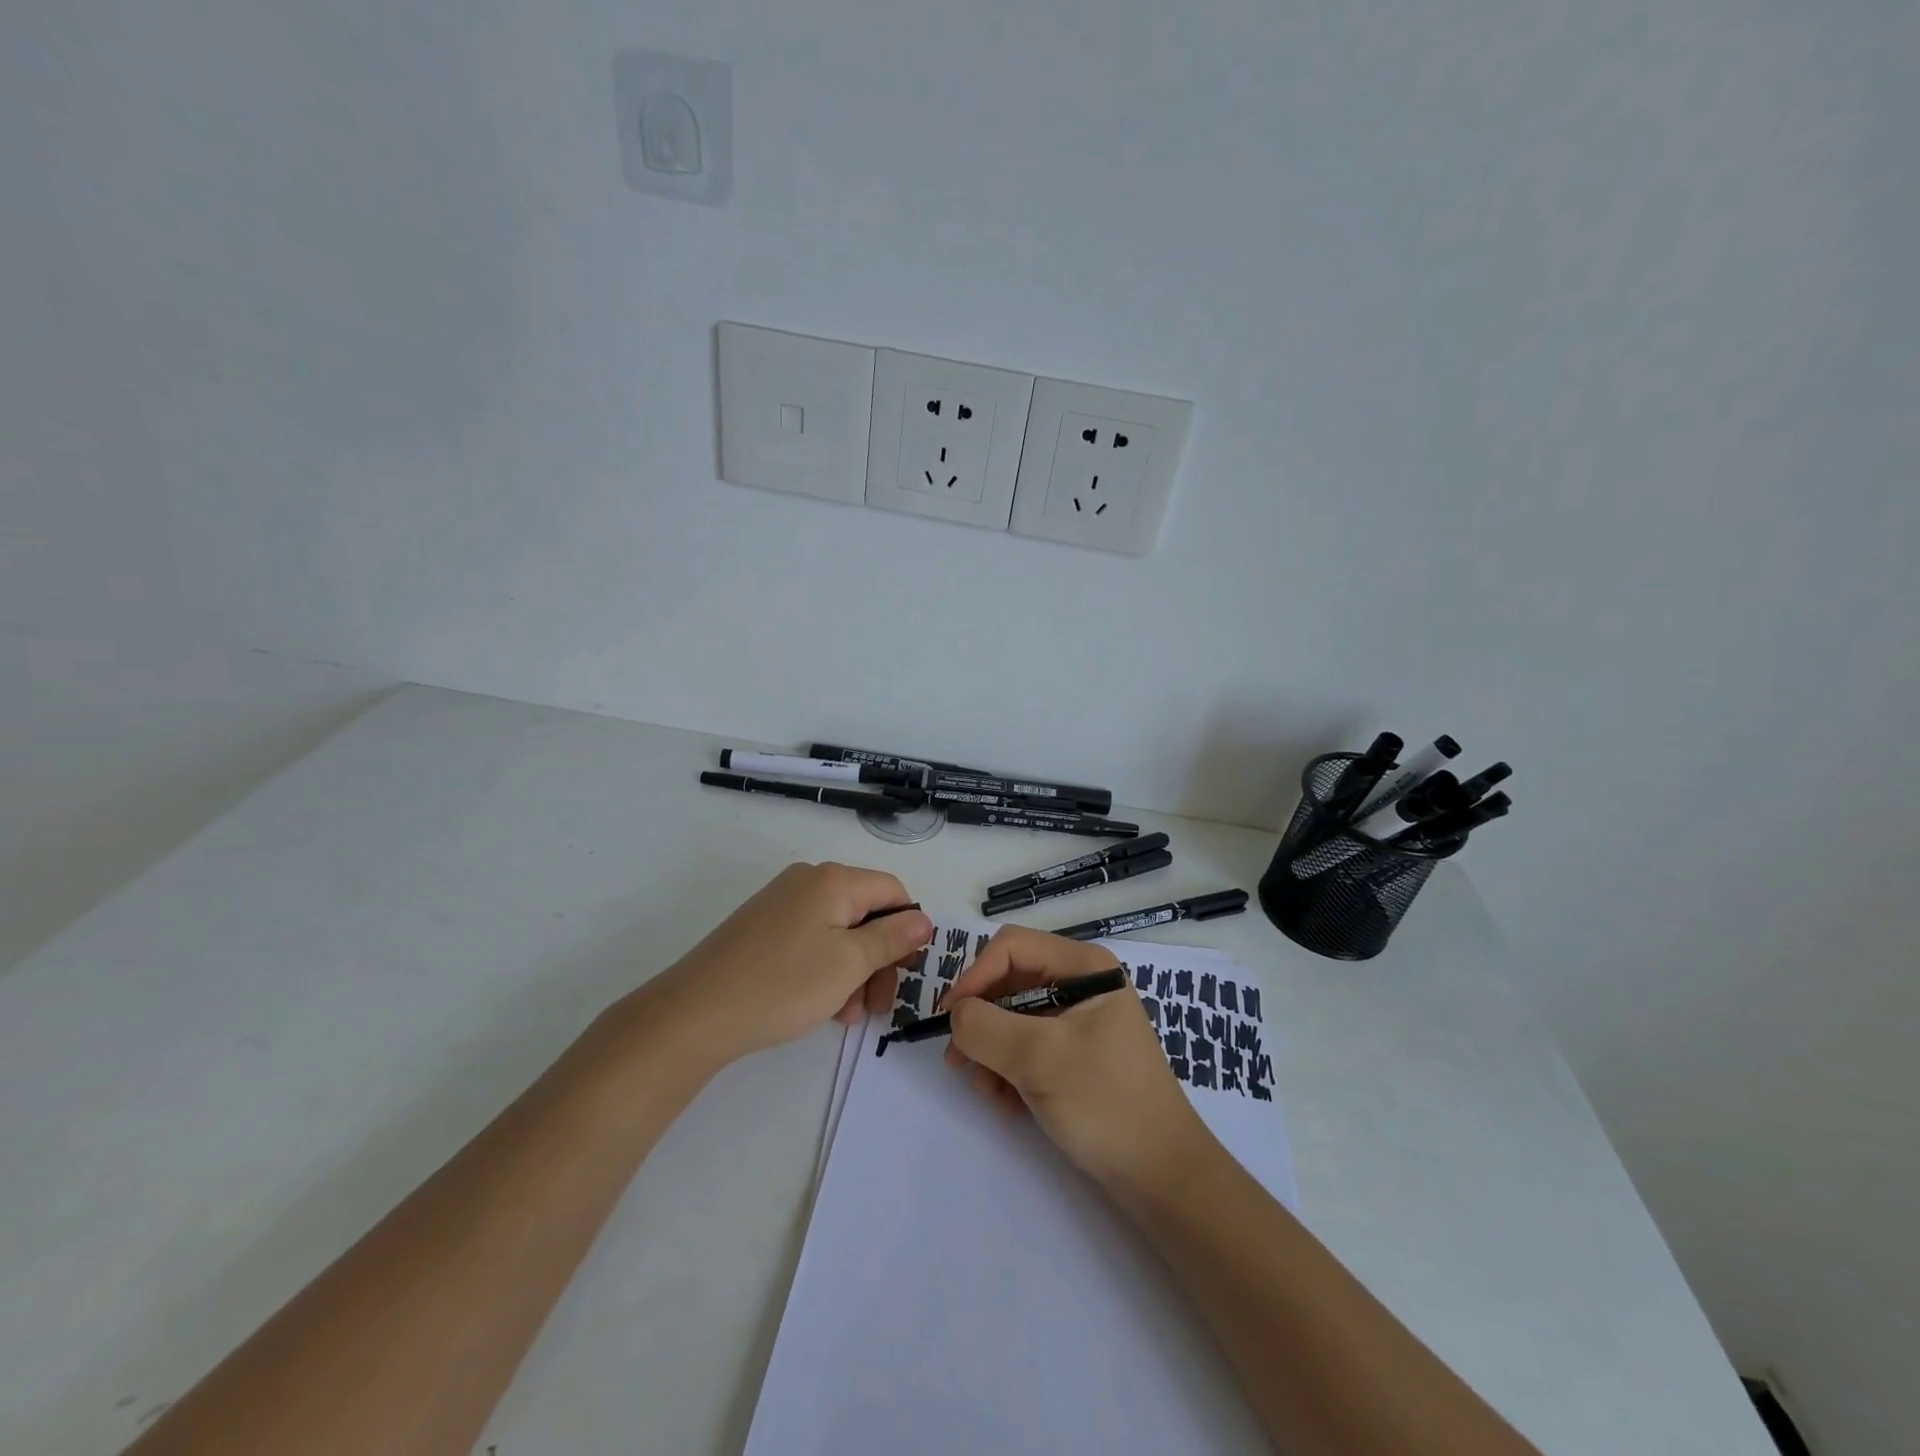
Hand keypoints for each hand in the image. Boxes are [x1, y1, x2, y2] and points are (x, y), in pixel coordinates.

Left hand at [640, 863, 932, 1066]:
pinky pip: (811, 941)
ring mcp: (782, 903)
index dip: (907, 930)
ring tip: (847, 1014)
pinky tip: (823, 1006)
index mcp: (834, 880)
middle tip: (877, 1005)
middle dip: (880, 958)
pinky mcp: (763, 927)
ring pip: (839, 932)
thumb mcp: (850, 963)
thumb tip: (923, 918)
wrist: (695, 1013)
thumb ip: (892, 938)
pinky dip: (826, 969)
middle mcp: (809, 881)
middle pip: (866, 912)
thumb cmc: (783, 984)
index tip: (904, 974)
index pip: (893, 891)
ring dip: (854, 971)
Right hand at [942, 926, 1214, 1192]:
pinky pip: (1027, 1045)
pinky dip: (1009, 1070)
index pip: (1011, 948)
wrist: (1162, 1176)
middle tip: (959, 1063)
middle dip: (982, 1022)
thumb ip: (985, 1027)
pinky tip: (1009, 1104)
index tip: (950, 1021)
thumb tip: (956, 1014)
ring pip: (1012, 1017)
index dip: (975, 978)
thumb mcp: (1038, 1058)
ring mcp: (1079, 1019)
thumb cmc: (1104, 1102)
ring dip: (992, 1053)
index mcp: (1083, 966)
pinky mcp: (1076, 1053)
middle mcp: (1081, 982)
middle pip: (1009, 981)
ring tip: (991, 1094)